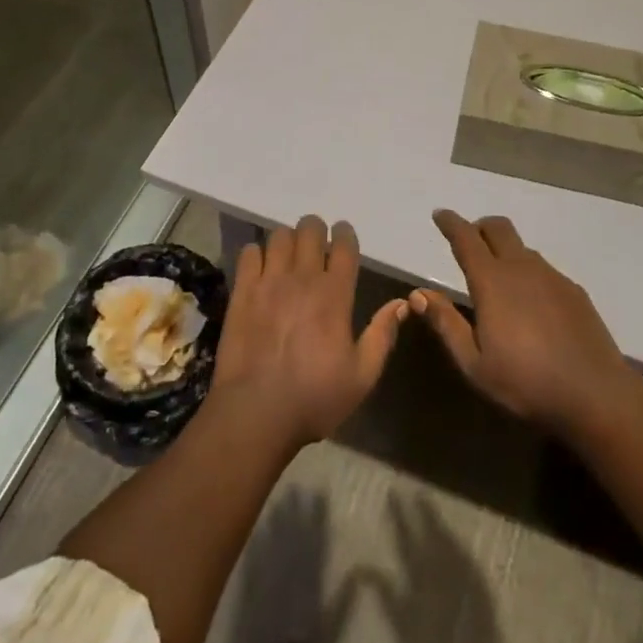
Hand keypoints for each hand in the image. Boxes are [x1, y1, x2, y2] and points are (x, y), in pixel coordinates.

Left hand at [210, 216, 408, 446]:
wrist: (256, 413)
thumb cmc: (314, 398)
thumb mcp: (361, 377)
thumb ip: (382, 335)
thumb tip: (401, 303)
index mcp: (335, 295)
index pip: (344, 245)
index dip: (345, 234)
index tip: (343, 237)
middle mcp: (303, 278)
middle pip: (310, 229)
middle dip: (316, 231)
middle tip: (316, 246)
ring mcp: (269, 281)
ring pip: (280, 235)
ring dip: (288, 240)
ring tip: (288, 256)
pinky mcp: (242, 291)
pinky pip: (249, 252)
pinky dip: (257, 253)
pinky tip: (260, 268)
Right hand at [412, 210, 634, 433]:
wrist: (596, 395)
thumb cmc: (526, 383)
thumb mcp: (474, 364)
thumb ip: (446, 324)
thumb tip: (419, 294)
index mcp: (492, 281)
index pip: (466, 238)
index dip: (451, 223)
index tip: (440, 214)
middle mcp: (522, 268)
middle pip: (498, 228)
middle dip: (479, 227)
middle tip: (469, 242)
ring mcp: (552, 276)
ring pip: (522, 248)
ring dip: (505, 251)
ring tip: (499, 281)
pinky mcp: (574, 290)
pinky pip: (543, 269)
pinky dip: (528, 273)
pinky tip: (532, 306)